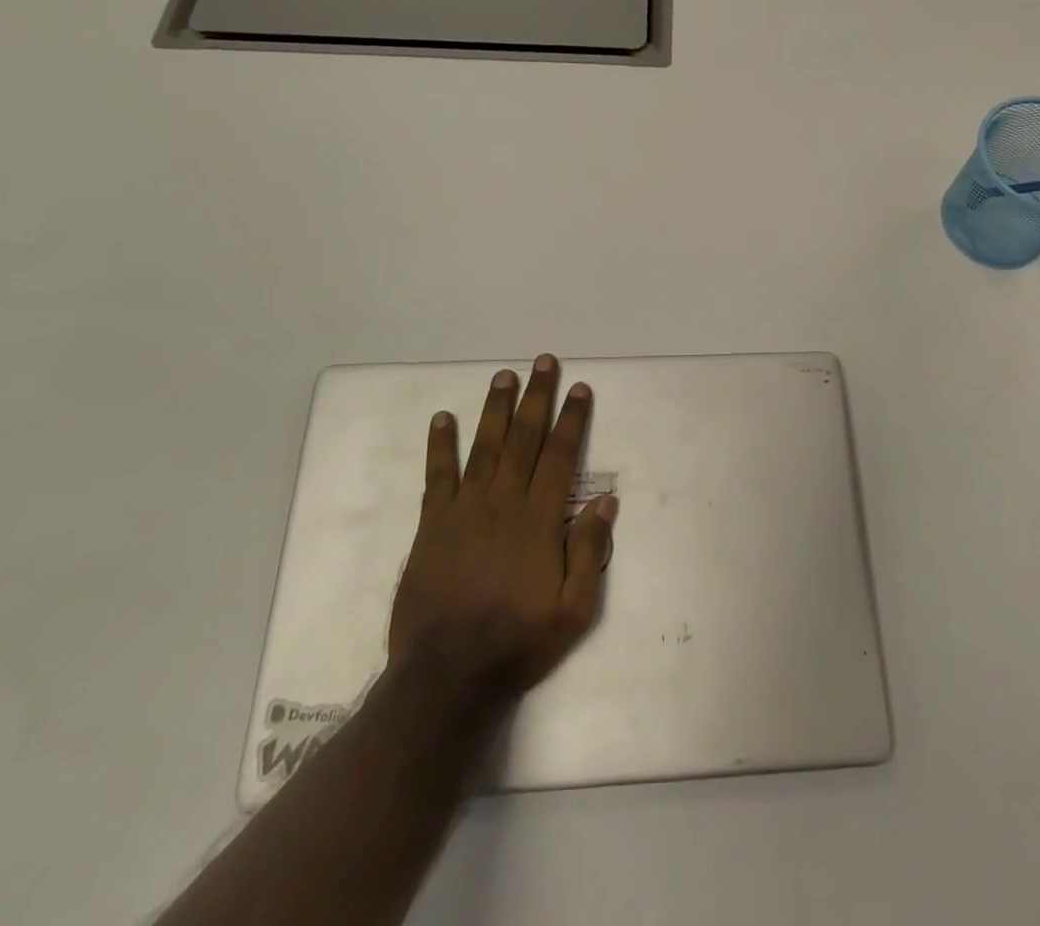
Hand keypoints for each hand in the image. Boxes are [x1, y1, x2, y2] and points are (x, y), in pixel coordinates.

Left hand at [387, 355, 616, 702]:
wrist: (447, 676)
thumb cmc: (518, 642)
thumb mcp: (574, 610)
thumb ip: (590, 551)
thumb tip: (606, 501)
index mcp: (539, 520)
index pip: (561, 456)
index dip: (572, 419)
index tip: (579, 388)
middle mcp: (503, 503)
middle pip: (524, 439)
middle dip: (536, 397)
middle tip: (543, 362)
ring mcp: (464, 510)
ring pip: (484, 447)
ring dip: (496, 409)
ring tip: (504, 376)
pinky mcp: (433, 526)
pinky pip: (437, 476)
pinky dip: (440, 446)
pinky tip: (442, 418)